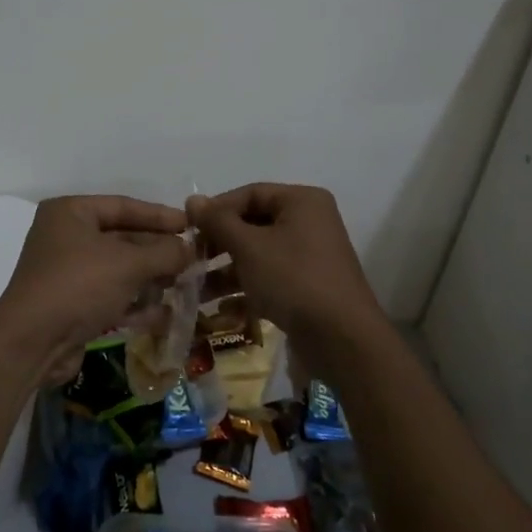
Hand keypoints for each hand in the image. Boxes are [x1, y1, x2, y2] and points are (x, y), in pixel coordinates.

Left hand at [0, 195, 190, 382]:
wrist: (32, 343)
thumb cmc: (79, 285)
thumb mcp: (128, 263)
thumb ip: (164, 252)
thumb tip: (191, 249)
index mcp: (71, 213)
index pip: (123, 206)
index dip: (159, 215)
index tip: (191, 224)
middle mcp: (66, 237)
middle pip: (122, 238)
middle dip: (157, 252)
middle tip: (193, 259)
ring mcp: (67, 273)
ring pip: (119, 270)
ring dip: (150, 279)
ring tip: (185, 286)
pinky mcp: (71, 305)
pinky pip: (110, 297)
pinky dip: (135, 303)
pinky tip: (164, 314)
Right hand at [187, 184, 384, 361]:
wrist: (342, 339)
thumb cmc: (293, 279)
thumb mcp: (249, 246)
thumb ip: (218, 221)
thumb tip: (192, 199)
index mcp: (301, 201)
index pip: (250, 193)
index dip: (216, 209)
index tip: (188, 228)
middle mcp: (310, 222)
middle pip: (254, 223)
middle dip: (220, 243)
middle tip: (191, 258)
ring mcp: (311, 255)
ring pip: (260, 253)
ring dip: (228, 269)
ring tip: (197, 288)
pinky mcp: (309, 285)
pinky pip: (271, 276)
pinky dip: (247, 287)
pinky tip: (222, 308)